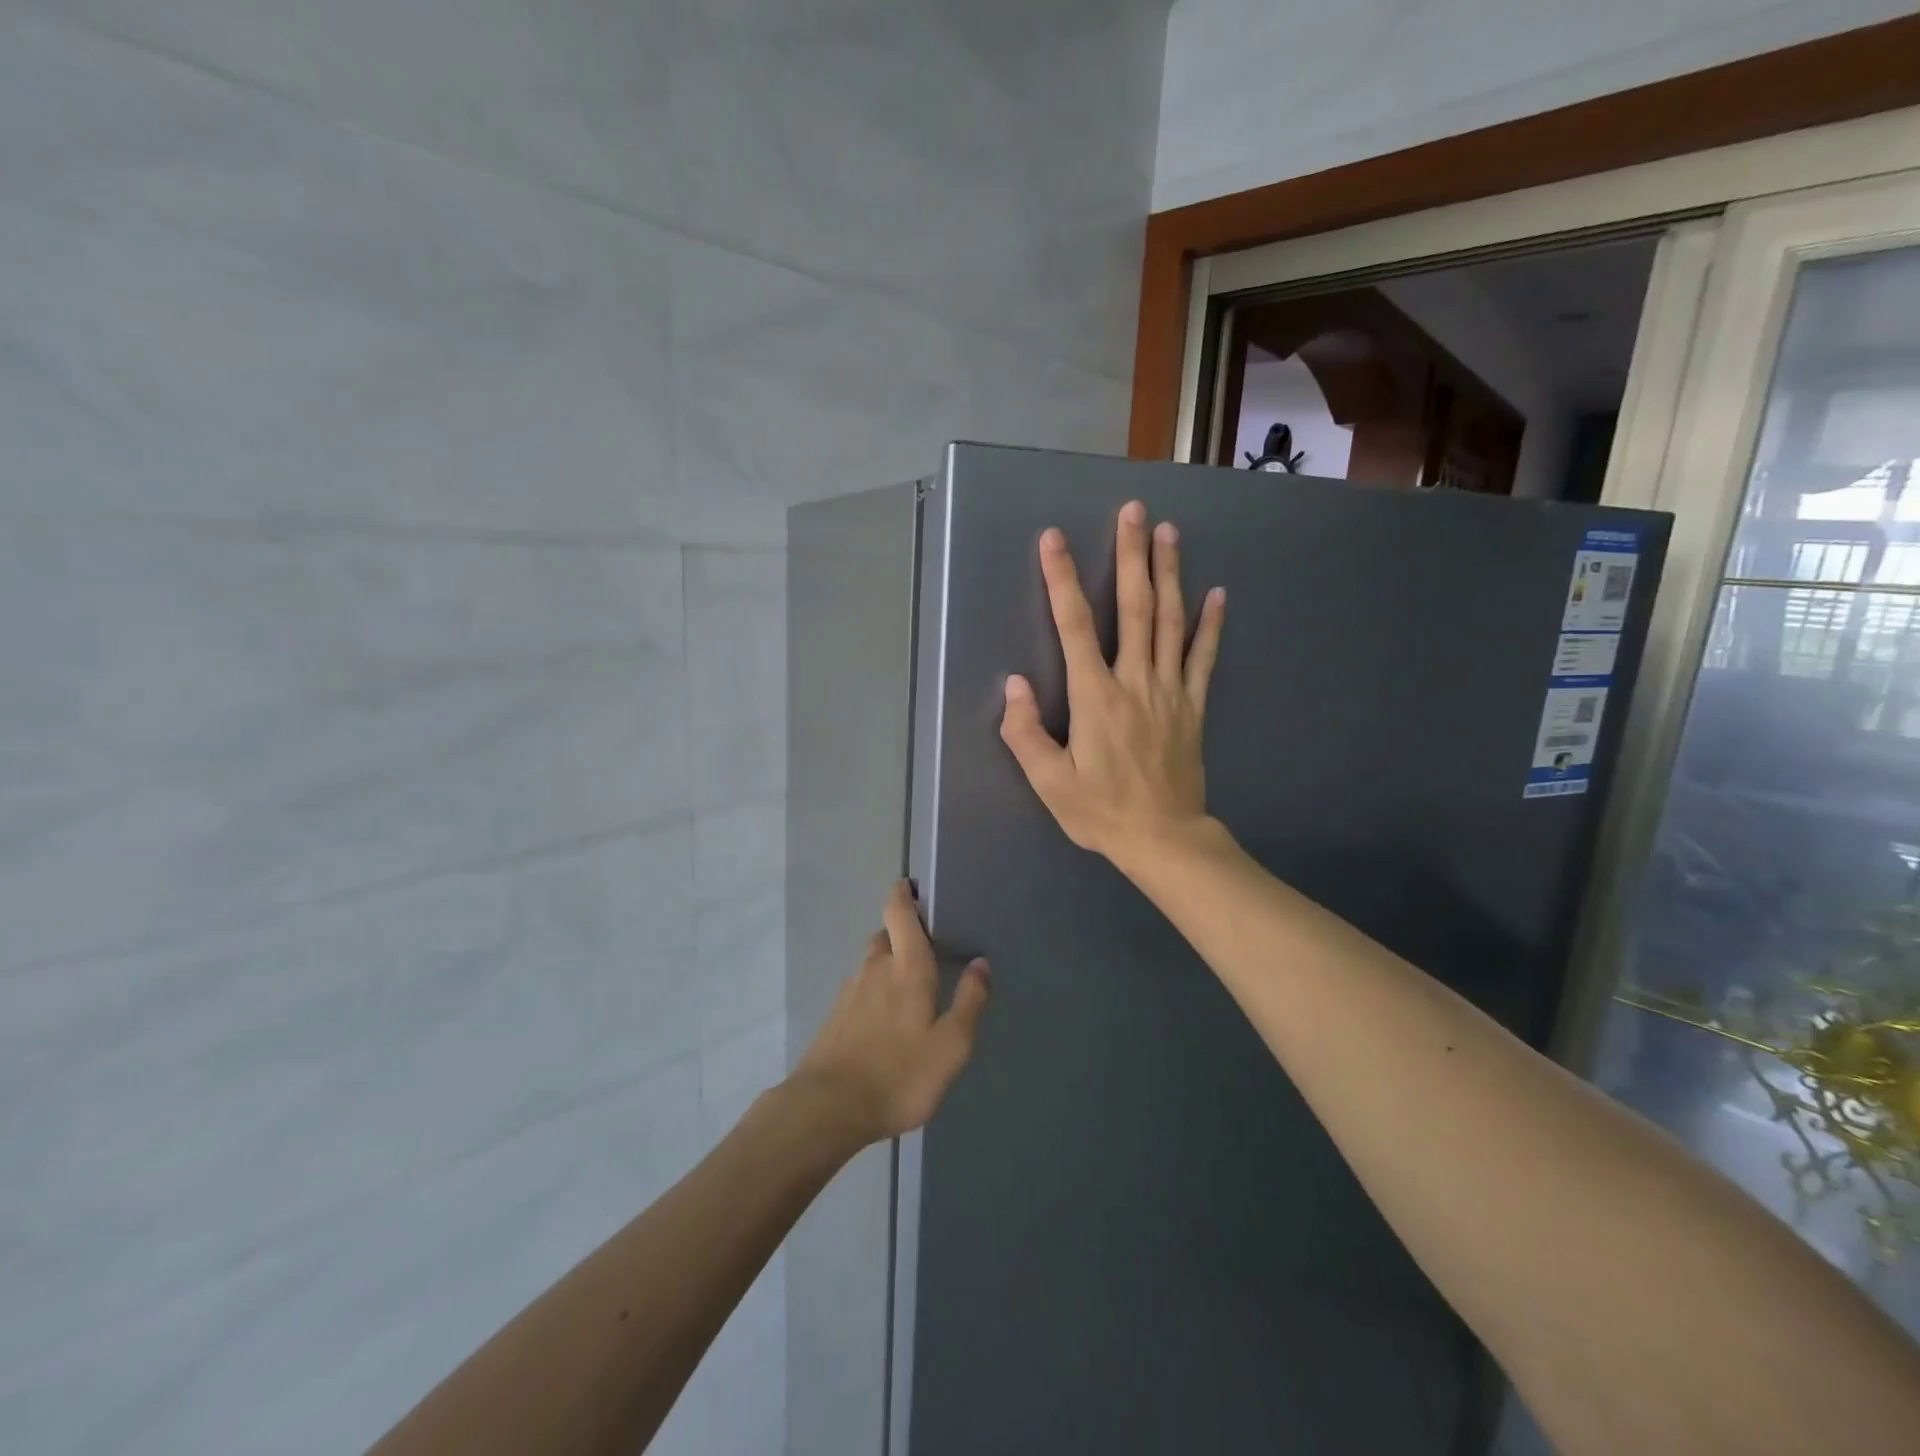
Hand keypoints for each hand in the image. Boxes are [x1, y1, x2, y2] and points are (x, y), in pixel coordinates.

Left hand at [789, 881, 991, 1146]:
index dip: (903, 893)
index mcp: (906, 966)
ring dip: (889, 964)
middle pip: (886, 934)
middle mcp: (874, 968)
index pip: (898, 911)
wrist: (827, 1109)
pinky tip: (886, 1020)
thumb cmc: (898, 1074)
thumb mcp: (951, 1045)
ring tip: (911, 988)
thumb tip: (981, 963)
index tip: (914, 888)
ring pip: (872, 963)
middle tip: (928, 950)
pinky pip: (860, 989)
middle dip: (904, 934)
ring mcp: (850, 991)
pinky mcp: (835, 1016)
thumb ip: (969, 1001)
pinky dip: (875, 991)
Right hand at [998, 500, 1225, 868]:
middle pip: (1134, 608)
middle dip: (1131, 556)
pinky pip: (1204, 657)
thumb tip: (1013, 685)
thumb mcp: (1049, 783)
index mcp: (1095, 697)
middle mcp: (1135, 681)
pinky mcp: (1193, 706)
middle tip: (1134, 511)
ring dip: (1169, 574)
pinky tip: (1217, 594)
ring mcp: (1170, 690)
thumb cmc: (1100, 811)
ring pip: (1170, 621)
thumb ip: (1026, 733)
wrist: (1164, 838)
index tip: (1054, 539)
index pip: (1074, 626)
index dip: (1061, 580)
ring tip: (1169, 532)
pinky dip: (1211, 624)